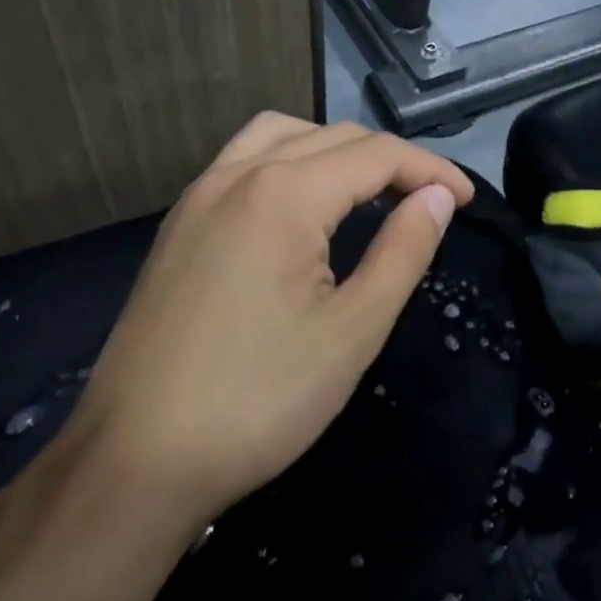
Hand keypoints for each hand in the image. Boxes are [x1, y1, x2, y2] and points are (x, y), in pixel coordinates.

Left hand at [62, 114, 472, 535]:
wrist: (133, 465)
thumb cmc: (258, 401)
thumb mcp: (353, 330)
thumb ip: (403, 251)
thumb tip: (437, 197)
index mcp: (284, 194)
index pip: (377, 155)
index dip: (431, 171)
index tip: (467, 201)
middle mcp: (238, 175)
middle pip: (334, 137)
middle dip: (392, 161)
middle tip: (431, 203)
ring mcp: (200, 196)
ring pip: (283, 135)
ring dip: (337, 150)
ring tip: (370, 191)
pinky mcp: (179, 224)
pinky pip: (244, 160)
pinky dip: (290, 161)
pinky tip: (302, 207)